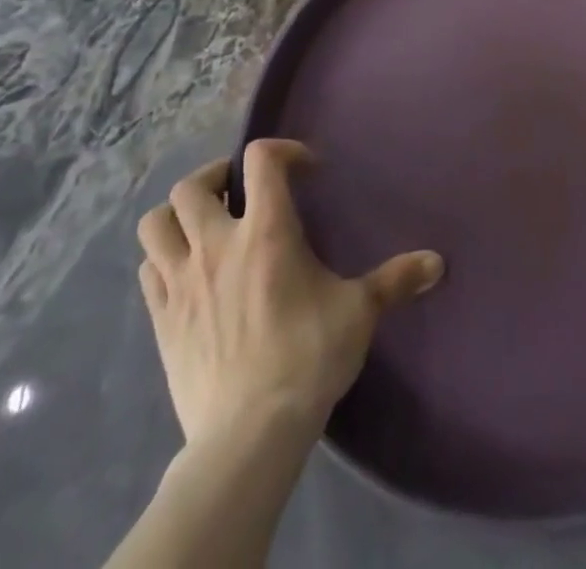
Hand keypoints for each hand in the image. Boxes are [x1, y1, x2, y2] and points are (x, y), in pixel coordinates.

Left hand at [136, 140, 444, 447]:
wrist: (248, 435)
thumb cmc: (307, 358)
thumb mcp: (359, 312)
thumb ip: (395, 279)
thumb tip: (438, 263)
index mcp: (266, 232)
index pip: (261, 159)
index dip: (283, 151)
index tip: (305, 170)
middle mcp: (216, 246)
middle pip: (191, 187)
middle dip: (216, 177)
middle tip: (240, 191)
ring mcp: (181, 283)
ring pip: (155, 224)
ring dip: (177, 215)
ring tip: (204, 224)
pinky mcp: (161, 321)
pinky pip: (148, 270)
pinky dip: (164, 258)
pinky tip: (188, 272)